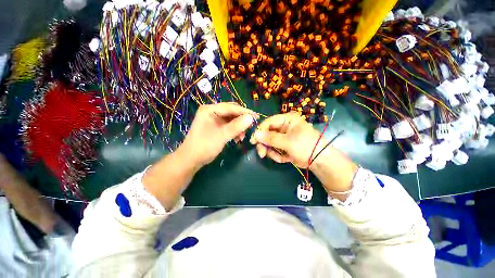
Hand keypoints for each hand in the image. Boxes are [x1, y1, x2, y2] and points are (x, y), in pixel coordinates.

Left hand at [181, 103, 256, 167]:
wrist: (191, 160)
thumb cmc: (204, 146)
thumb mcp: (222, 136)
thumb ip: (236, 126)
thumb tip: (251, 117)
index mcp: (210, 109)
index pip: (231, 107)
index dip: (244, 112)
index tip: (256, 117)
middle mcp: (212, 112)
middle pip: (231, 112)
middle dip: (242, 120)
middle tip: (251, 126)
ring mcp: (213, 119)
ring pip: (231, 120)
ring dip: (238, 127)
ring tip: (242, 137)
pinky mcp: (215, 127)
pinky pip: (228, 126)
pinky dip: (234, 131)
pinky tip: (237, 138)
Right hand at [249, 112, 322, 167]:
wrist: (320, 161)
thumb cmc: (306, 146)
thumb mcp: (288, 142)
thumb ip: (271, 138)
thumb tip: (255, 135)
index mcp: (287, 120)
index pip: (268, 122)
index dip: (260, 131)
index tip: (253, 141)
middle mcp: (284, 126)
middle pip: (267, 133)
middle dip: (265, 145)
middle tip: (262, 154)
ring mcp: (283, 136)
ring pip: (269, 143)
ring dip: (272, 152)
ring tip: (280, 158)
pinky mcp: (283, 145)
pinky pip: (274, 149)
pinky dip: (277, 155)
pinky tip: (285, 159)